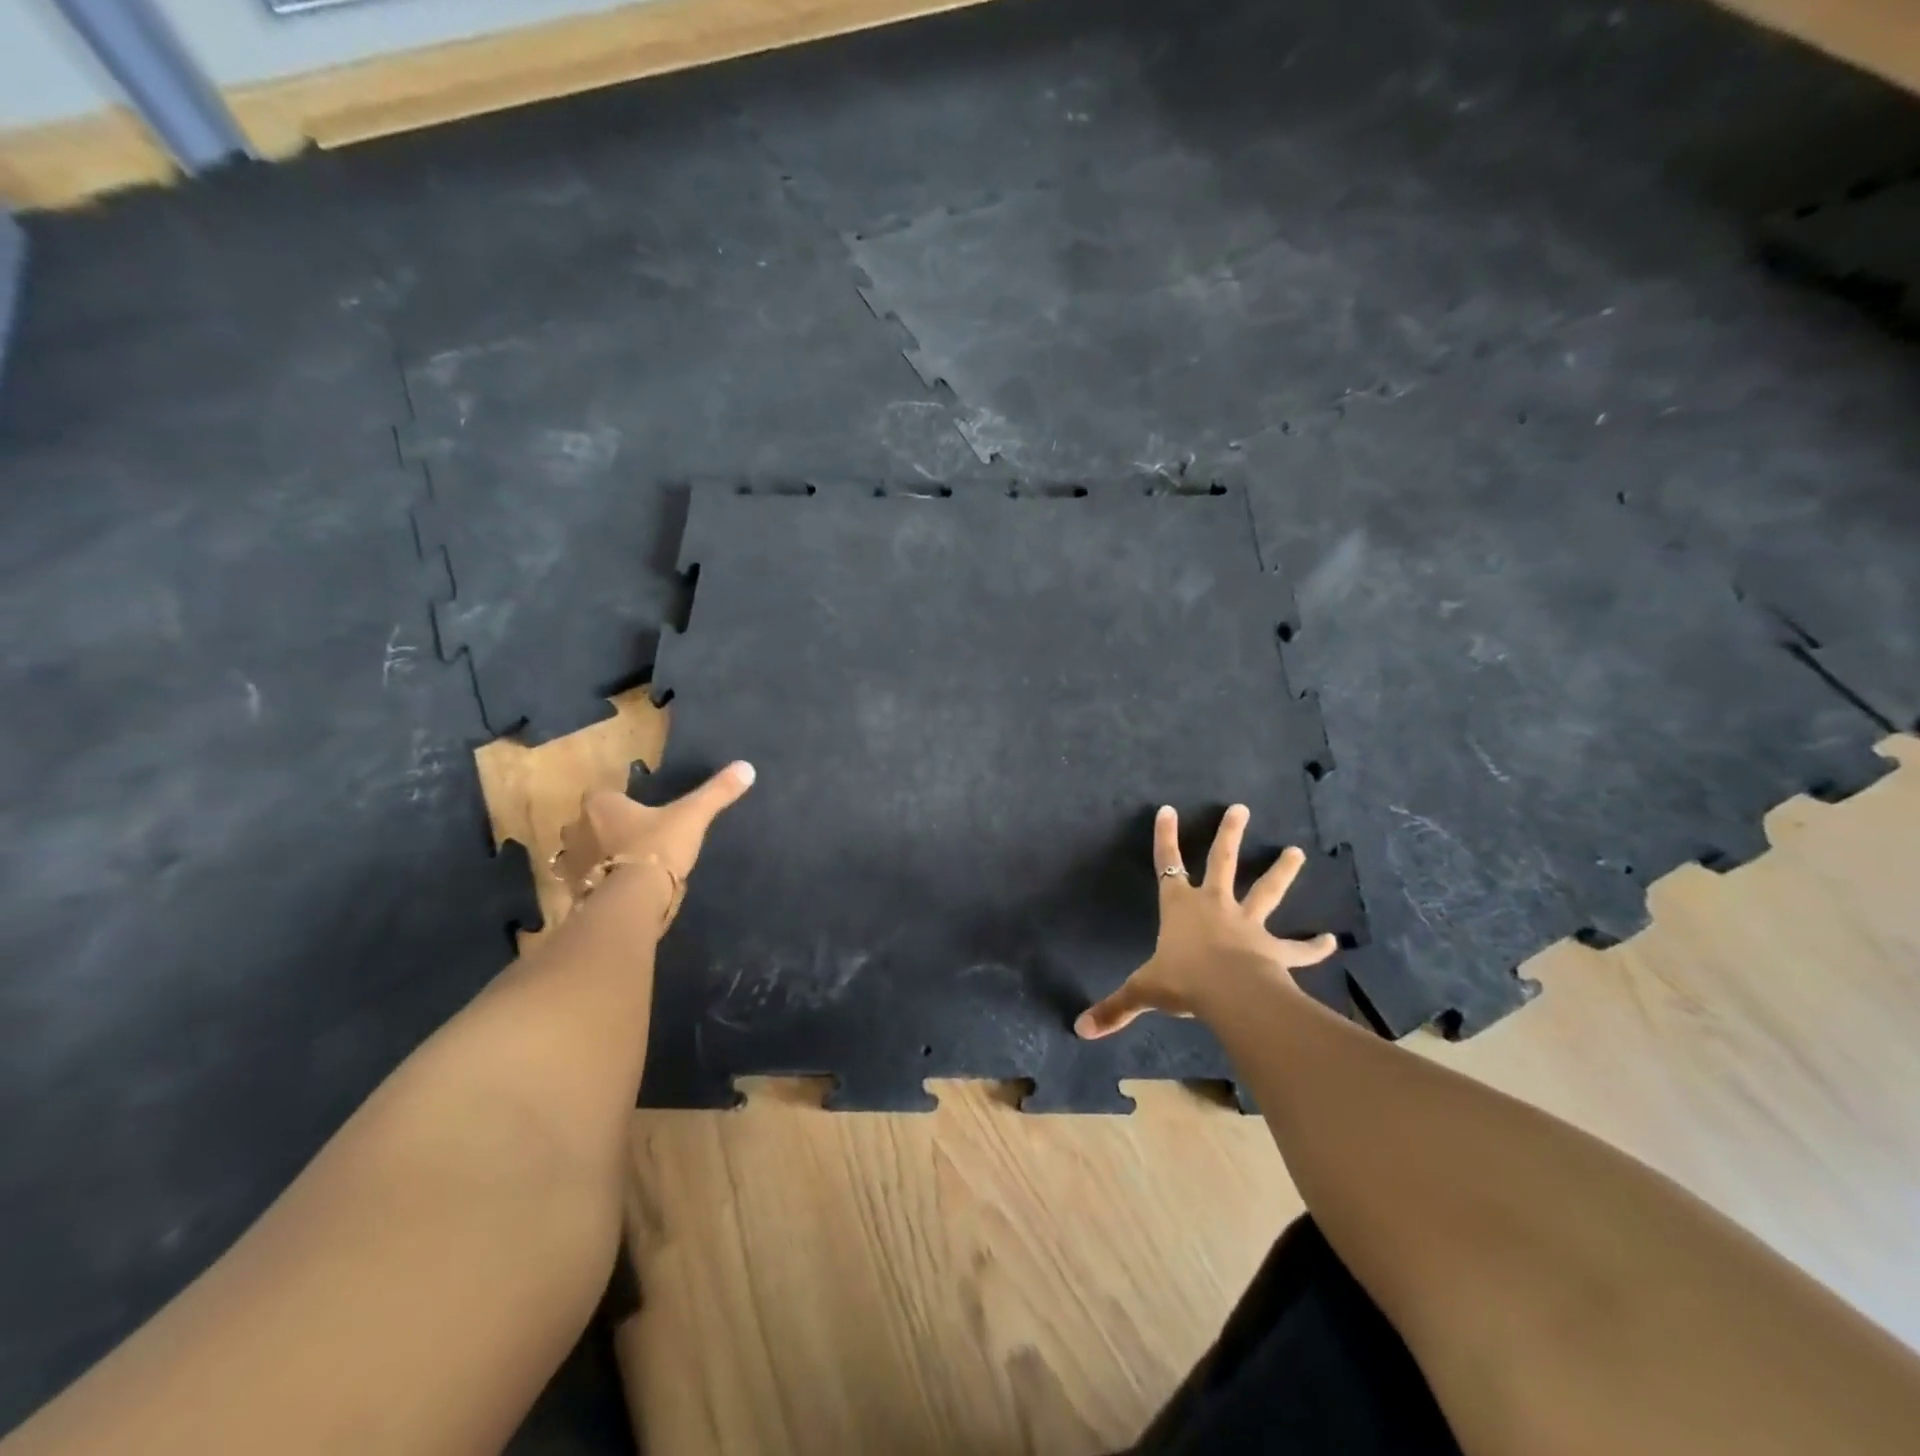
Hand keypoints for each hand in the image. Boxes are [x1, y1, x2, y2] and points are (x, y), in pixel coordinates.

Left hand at [554, 761, 755, 927]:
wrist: (633, 900)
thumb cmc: (657, 847)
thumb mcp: (693, 816)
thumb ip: (717, 792)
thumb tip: (747, 767)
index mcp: (600, 805)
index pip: (601, 795)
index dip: (617, 803)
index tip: (637, 812)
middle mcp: (576, 830)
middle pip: (585, 825)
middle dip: (601, 831)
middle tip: (632, 840)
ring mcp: (572, 864)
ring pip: (581, 855)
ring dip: (596, 859)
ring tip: (625, 868)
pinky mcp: (573, 893)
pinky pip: (583, 884)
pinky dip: (596, 886)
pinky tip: (618, 892)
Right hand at [1075, 803, 1336, 1038]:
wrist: (1229, 993)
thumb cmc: (1182, 981)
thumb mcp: (1142, 991)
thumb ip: (1115, 1008)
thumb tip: (1081, 1030)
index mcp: (1179, 907)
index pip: (1167, 864)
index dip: (1165, 837)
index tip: (1168, 809)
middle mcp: (1214, 905)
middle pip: (1222, 862)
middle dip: (1229, 835)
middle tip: (1241, 809)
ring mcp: (1247, 924)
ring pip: (1266, 891)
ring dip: (1282, 872)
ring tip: (1298, 852)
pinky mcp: (1272, 949)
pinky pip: (1296, 948)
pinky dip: (1312, 947)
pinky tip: (1331, 941)